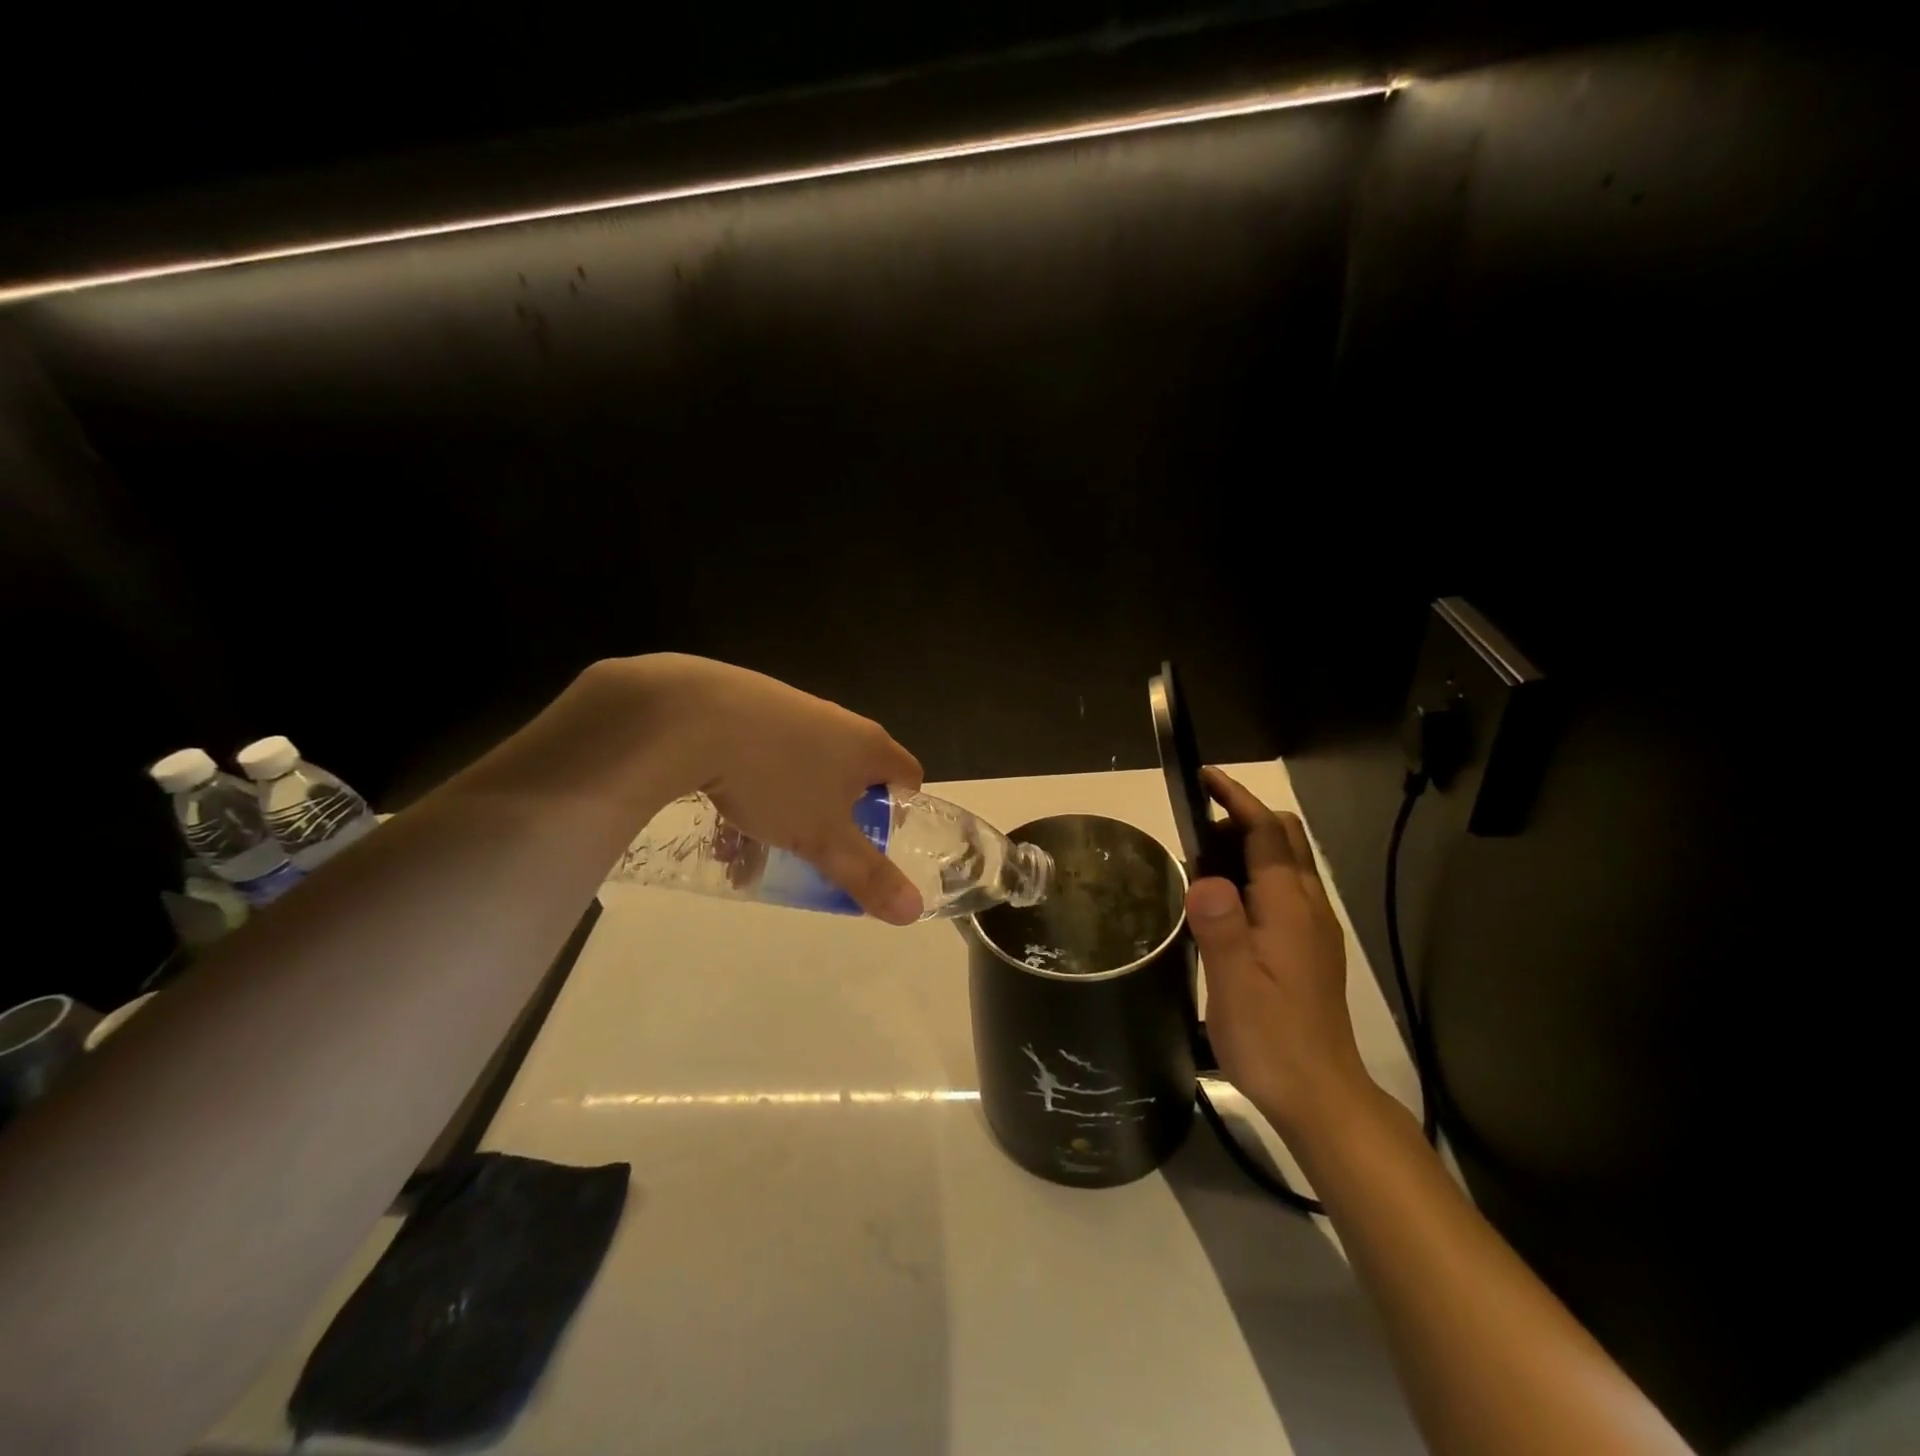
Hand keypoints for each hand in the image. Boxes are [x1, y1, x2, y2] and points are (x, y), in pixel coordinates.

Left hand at [583, 655, 926, 923]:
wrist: (693, 717)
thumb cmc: (776, 779)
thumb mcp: (823, 838)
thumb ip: (867, 875)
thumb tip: (914, 911)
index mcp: (869, 745)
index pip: (909, 776)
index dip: (899, 813)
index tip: (871, 842)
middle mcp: (839, 722)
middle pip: (853, 777)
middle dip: (836, 821)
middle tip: (816, 851)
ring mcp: (795, 711)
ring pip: (806, 773)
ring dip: (791, 812)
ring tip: (758, 848)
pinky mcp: (752, 709)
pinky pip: (769, 757)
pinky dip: (758, 788)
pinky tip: (727, 815)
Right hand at [1187, 768, 1371, 1135]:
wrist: (1321, 1095)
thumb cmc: (1272, 1037)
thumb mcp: (1234, 982)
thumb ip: (1220, 924)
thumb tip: (1201, 875)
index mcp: (1290, 906)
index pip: (1266, 832)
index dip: (1236, 799)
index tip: (1204, 777)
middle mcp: (1309, 906)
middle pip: (1285, 838)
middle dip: (1243, 817)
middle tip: (1195, 831)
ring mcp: (1314, 928)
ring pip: (1287, 863)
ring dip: (1249, 845)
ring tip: (1202, 865)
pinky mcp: (1311, 948)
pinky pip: (1285, 889)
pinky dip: (1256, 874)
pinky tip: (1227, 904)